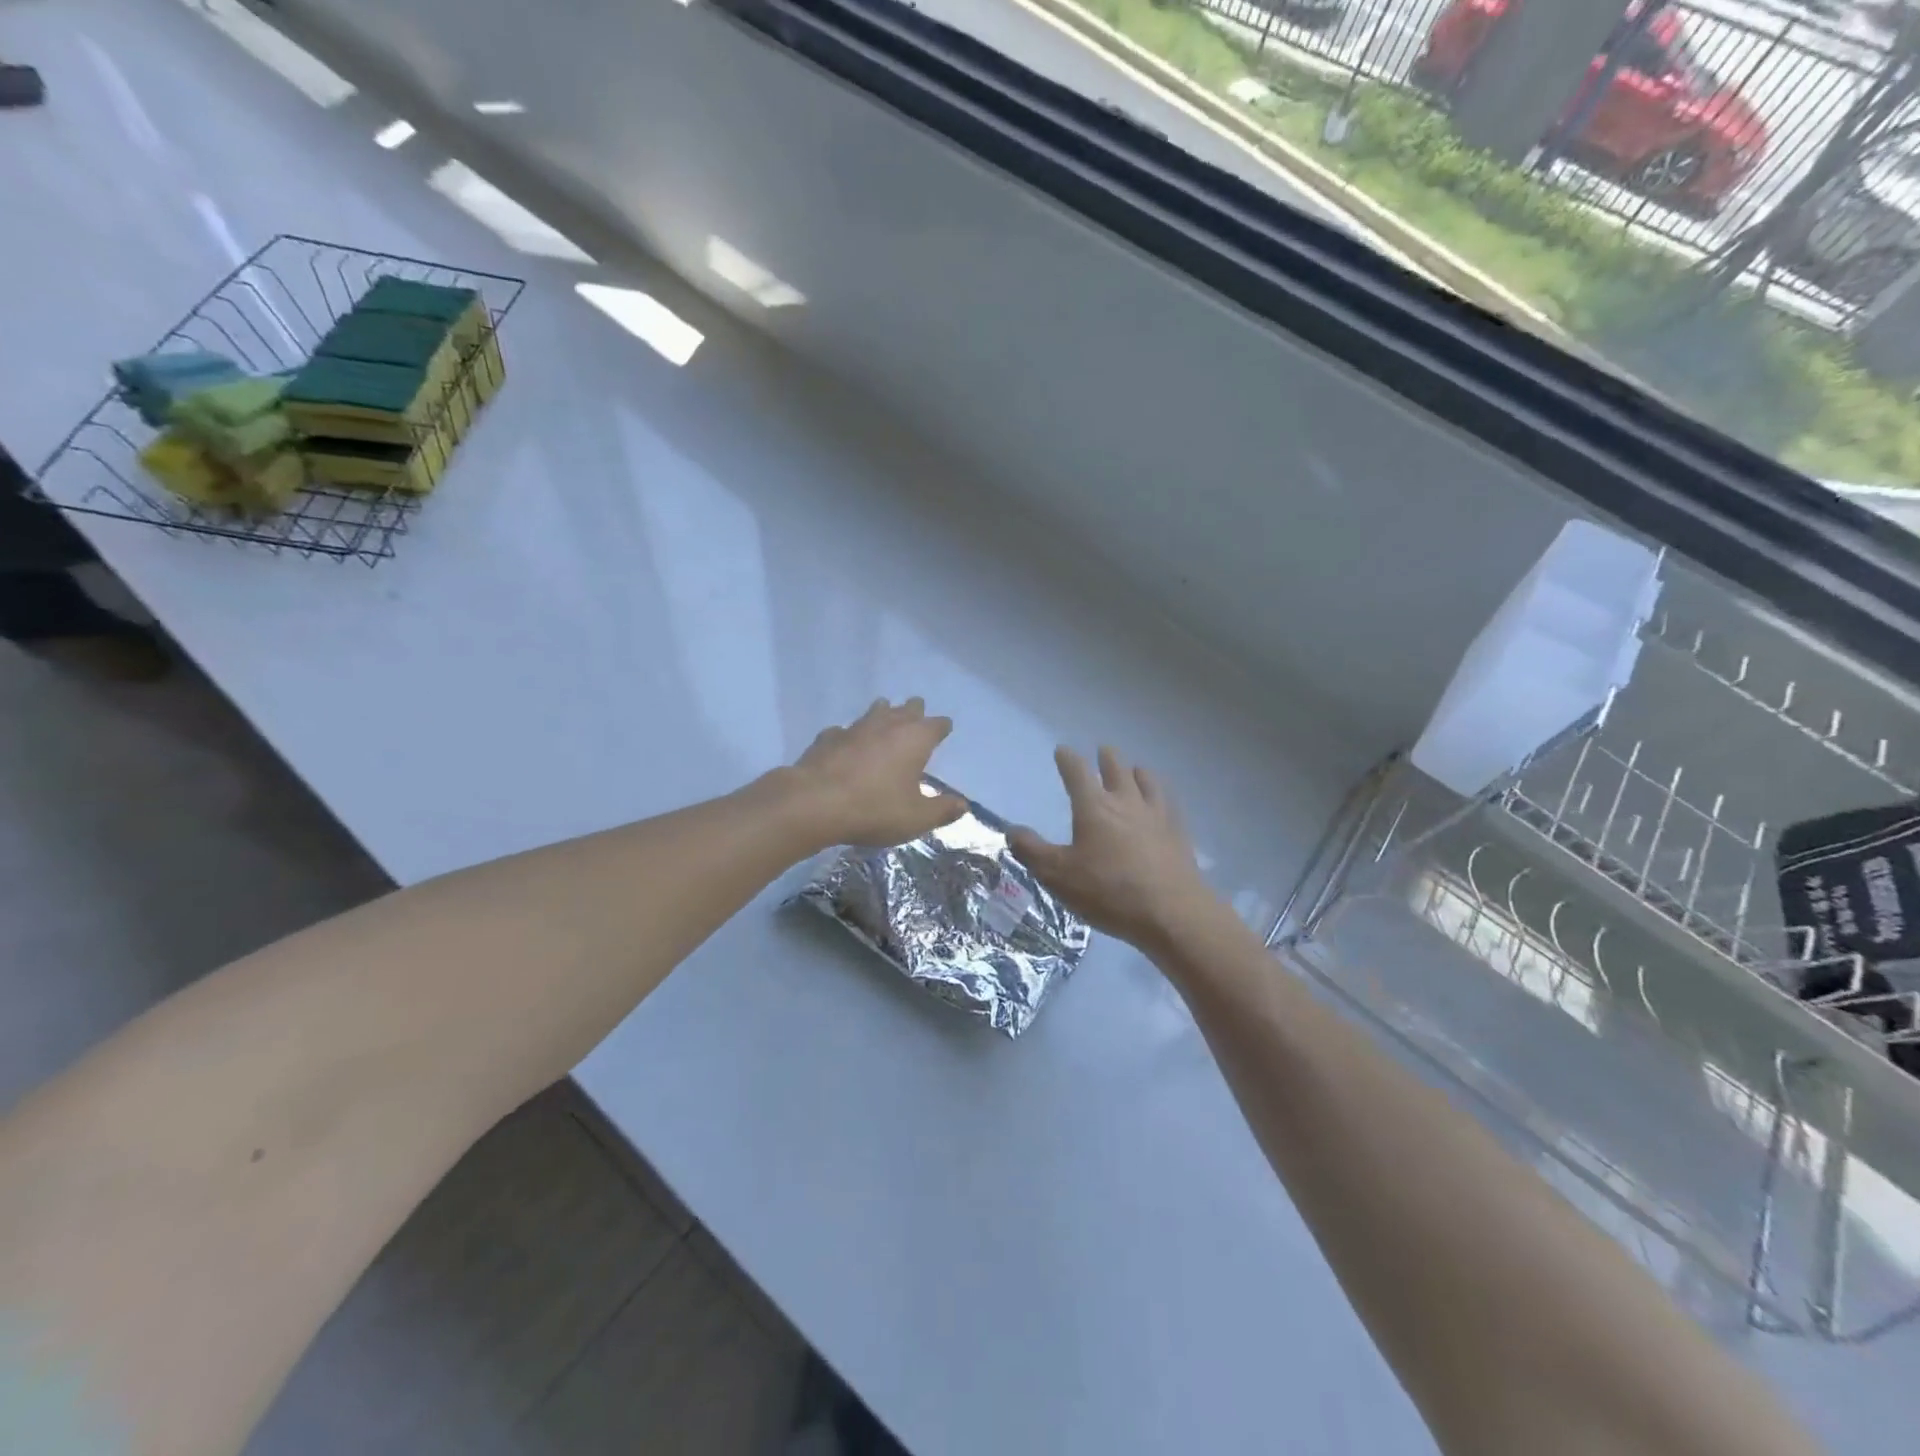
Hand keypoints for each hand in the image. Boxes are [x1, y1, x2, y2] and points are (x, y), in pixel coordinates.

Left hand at [782, 698, 966, 848]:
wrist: (814, 803)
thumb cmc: (874, 809)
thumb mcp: (916, 818)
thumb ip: (942, 810)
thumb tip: (963, 805)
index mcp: (914, 739)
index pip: (936, 725)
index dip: (942, 727)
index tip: (945, 729)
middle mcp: (887, 725)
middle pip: (906, 709)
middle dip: (914, 711)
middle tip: (917, 714)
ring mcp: (855, 728)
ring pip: (874, 712)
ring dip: (883, 713)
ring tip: (885, 715)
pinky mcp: (828, 738)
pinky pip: (844, 731)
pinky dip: (849, 736)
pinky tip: (845, 743)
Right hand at [1009, 746, 1215, 952]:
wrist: (1171, 912)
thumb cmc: (1108, 892)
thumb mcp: (1058, 876)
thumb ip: (1032, 851)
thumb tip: (1011, 830)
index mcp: (1094, 807)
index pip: (1077, 772)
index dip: (1068, 759)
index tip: (1063, 750)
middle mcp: (1125, 801)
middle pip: (1116, 768)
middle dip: (1106, 758)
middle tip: (1102, 752)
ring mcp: (1156, 814)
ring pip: (1146, 780)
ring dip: (1136, 772)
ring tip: (1134, 770)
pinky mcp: (1178, 832)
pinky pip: (1168, 801)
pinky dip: (1160, 793)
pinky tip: (1161, 802)